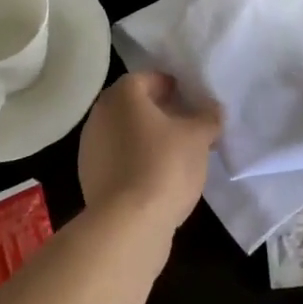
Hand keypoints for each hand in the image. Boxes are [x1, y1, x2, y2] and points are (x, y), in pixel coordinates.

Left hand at [78, 72, 221, 235]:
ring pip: (124, 133)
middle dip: (160, 113)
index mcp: (123, 94)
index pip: (149, 78)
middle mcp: (101, 113)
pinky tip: (156, 178)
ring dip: (146, 138)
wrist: (127, 225)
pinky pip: (118, 159)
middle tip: (186, 126)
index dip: (172, 87)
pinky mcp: (89, 177)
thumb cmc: (164, 166)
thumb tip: (213, 109)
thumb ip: (207, 117)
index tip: (191, 101)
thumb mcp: (198, 138)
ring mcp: (90, 146)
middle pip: (134, 105)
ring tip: (175, 155)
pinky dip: (135, 161)